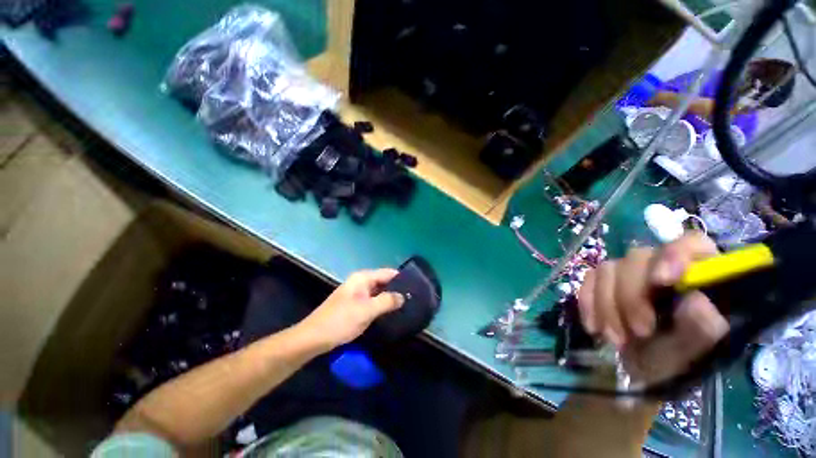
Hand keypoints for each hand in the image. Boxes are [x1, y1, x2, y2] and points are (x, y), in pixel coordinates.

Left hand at [299, 269, 404, 350]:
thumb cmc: (340, 321)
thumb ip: (387, 301)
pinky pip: (373, 300)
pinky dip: (382, 304)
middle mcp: (361, 282)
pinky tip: (391, 312)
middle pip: (384, 281)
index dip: (402, 279)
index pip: (388, 273)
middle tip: (414, 299)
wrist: (313, 338)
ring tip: (407, 305)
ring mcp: (357, 293)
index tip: (416, 287)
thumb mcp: (366, 310)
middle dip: (397, 289)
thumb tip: (404, 297)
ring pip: (379, 292)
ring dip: (390, 298)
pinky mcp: (355, 304)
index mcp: (363, 278)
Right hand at [577, 233, 729, 384]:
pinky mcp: (602, 281)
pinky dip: (589, 304)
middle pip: (637, 259)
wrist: (645, 370)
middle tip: (639, 332)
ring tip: (616, 339)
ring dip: (607, 306)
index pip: (688, 243)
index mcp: (696, 274)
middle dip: (632, 296)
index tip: (661, 282)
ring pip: (607, 269)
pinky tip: (594, 327)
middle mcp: (659, 265)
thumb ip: (704, 326)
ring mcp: (627, 273)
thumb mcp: (696, 351)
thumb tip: (697, 299)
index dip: (673, 255)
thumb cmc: (680, 361)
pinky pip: (588, 280)